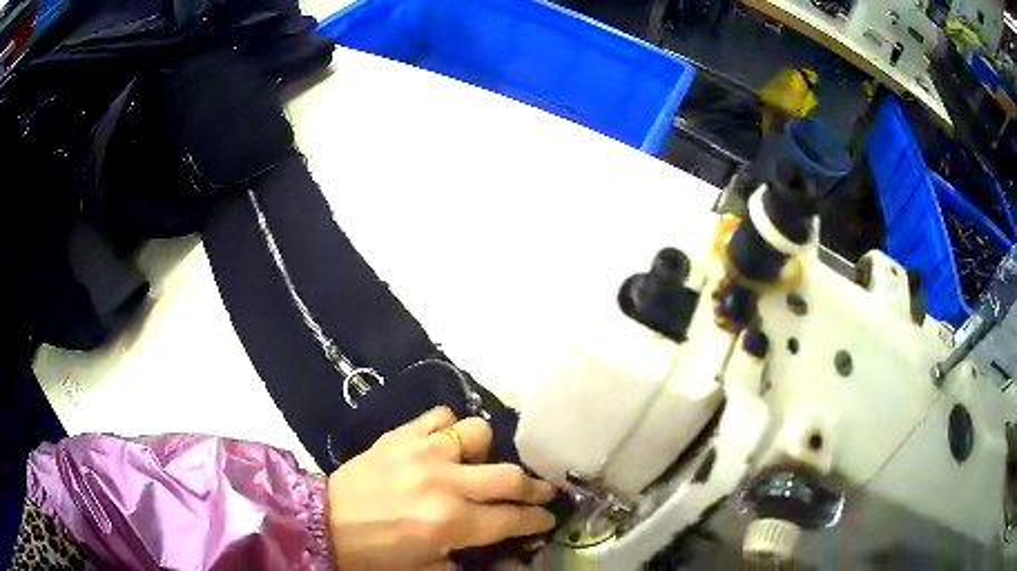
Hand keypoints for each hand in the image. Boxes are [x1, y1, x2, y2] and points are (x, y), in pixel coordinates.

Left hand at [326, 407, 556, 569]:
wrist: (322, 523)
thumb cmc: (374, 555)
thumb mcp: (425, 570)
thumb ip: (465, 558)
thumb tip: (496, 549)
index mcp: (450, 522)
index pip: (512, 519)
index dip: (538, 519)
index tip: (550, 517)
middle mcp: (443, 482)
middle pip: (508, 476)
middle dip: (534, 487)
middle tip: (540, 491)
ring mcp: (421, 452)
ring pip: (476, 433)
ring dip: (484, 452)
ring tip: (476, 465)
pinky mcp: (400, 435)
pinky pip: (437, 416)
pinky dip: (448, 428)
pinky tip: (443, 443)